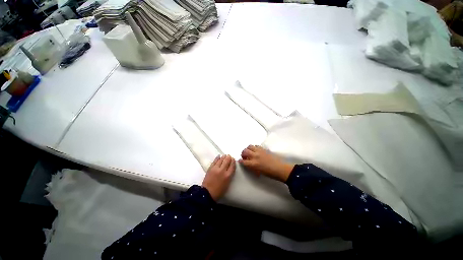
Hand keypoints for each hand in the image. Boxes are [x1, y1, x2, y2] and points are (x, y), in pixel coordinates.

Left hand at [202, 155, 235, 200]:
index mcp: (228, 175)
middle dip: (229, 158)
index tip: (233, 159)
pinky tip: (219, 156)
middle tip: (229, 156)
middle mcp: (222, 170)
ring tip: (225, 155)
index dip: (233, 161)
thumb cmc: (219, 191)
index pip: (232, 166)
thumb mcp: (227, 184)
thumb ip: (229, 175)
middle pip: (227, 161)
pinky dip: (217, 158)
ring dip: (224, 157)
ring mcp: (216, 168)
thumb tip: (230, 169)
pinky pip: (215, 161)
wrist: (207, 193)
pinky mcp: (210, 168)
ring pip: (221, 160)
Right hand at [239, 145, 293, 181]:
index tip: (240, 161)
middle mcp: (255, 156)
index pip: (243, 161)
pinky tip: (256, 151)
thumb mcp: (258, 172)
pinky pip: (256, 146)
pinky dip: (254, 148)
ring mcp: (259, 151)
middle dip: (243, 153)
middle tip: (244, 156)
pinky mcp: (263, 149)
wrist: (279, 168)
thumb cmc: (269, 173)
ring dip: (248, 149)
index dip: (240, 161)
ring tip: (250, 152)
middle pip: (245, 151)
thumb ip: (251, 167)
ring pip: (249, 146)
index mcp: (253, 164)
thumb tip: (247, 164)